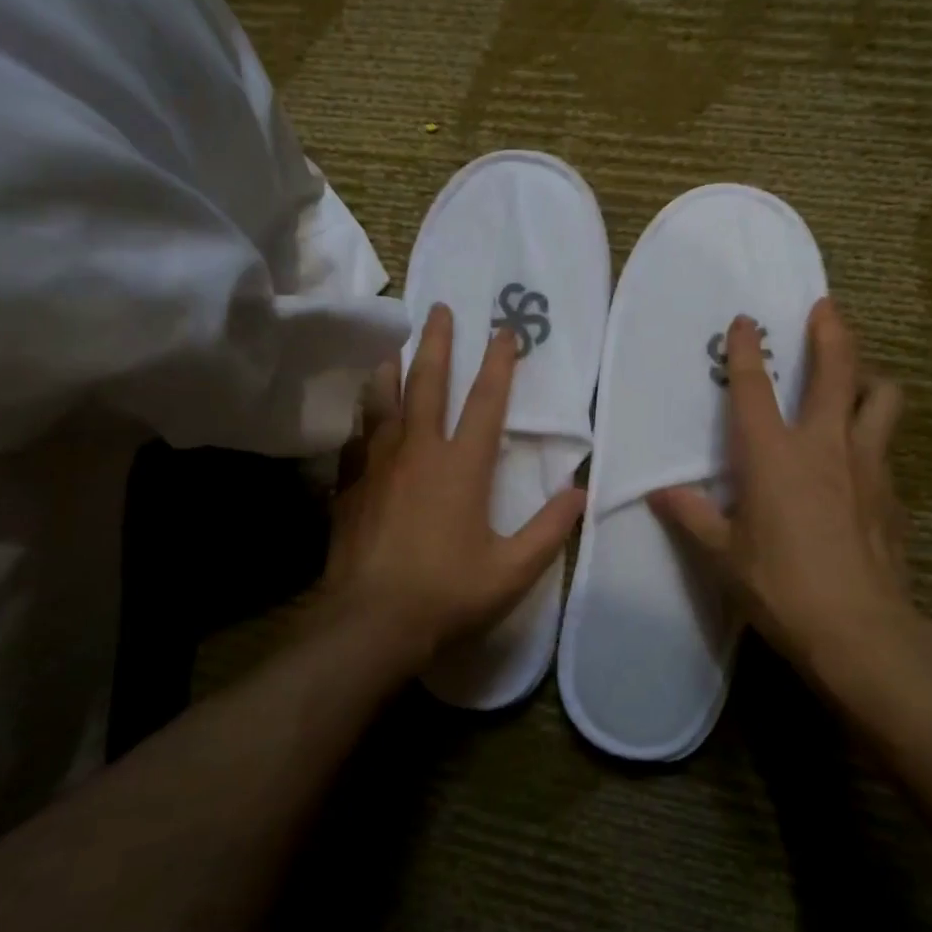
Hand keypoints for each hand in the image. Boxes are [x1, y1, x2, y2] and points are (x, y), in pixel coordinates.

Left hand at [319, 303, 585, 677]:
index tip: (504, 330)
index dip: (498, 363)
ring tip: (395, 342)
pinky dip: (364, 415)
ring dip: (392, 366)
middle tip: (440, 309)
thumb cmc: (447, 594)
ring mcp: (378, 464)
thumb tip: (581, 492)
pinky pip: (357, 435)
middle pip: (427, 383)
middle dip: (437, 342)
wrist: (369, 622)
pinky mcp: (350, 484)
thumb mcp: (512, 570)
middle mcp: (418, 451)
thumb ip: (550, 529)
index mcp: (462, 466)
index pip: (486, 401)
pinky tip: (363, 412)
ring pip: (383, 400)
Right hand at [650, 299, 931, 716]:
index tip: (745, 320)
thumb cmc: (781, 587)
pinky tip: (861, 464)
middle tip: (825, 308)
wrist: (860, 630)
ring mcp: (868, 463)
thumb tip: (658, 493)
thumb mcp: (723, 556)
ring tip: (856, 380)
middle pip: (837, 368)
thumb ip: (691, 516)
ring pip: (882, 397)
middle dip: (831, 330)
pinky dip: (874, 437)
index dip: (746, 348)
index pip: (754, 387)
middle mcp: (824, 444)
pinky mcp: (894, 491)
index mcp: (773, 454)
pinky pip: (887, 446)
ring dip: (868, 378)